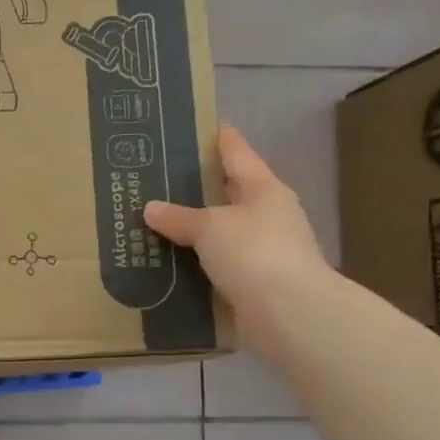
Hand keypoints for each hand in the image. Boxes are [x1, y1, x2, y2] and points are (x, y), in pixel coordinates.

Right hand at [144, 125, 333, 356]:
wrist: (289, 313)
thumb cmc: (254, 252)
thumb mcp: (210, 227)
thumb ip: (179, 217)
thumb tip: (150, 208)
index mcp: (264, 190)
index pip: (239, 155)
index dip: (222, 140)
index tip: (207, 126)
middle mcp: (268, 216)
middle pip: (231, 194)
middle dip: (202, 187)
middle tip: (165, 178)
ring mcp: (263, 251)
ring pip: (222, 232)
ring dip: (196, 229)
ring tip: (158, 222)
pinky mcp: (254, 283)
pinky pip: (217, 265)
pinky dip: (197, 262)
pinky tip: (171, 262)